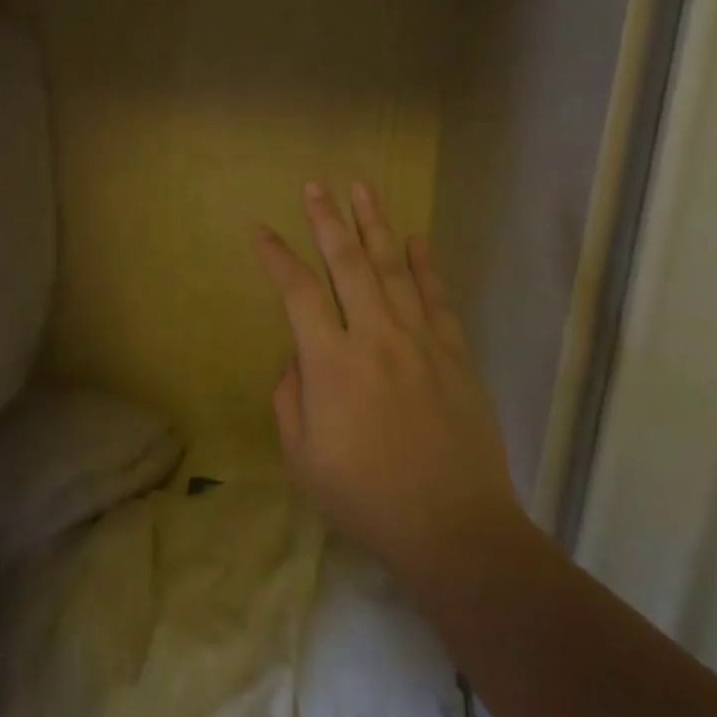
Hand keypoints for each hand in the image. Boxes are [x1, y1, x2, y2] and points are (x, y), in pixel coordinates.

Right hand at [253, 181, 521, 589]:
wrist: (454, 530)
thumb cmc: (365, 498)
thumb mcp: (302, 456)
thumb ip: (290, 397)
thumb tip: (300, 358)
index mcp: (331, 363)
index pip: (298, 292)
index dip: (276, 257)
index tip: (261, 230)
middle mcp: (374, 337)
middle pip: (348, 263)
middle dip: (327, 220)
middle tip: (315, 186)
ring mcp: (420, 342)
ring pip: (394, 269)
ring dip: (375, 226)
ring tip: (363, 190)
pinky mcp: (455, 355)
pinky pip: (438, 299)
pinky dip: (427, 265)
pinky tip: (418, 238)